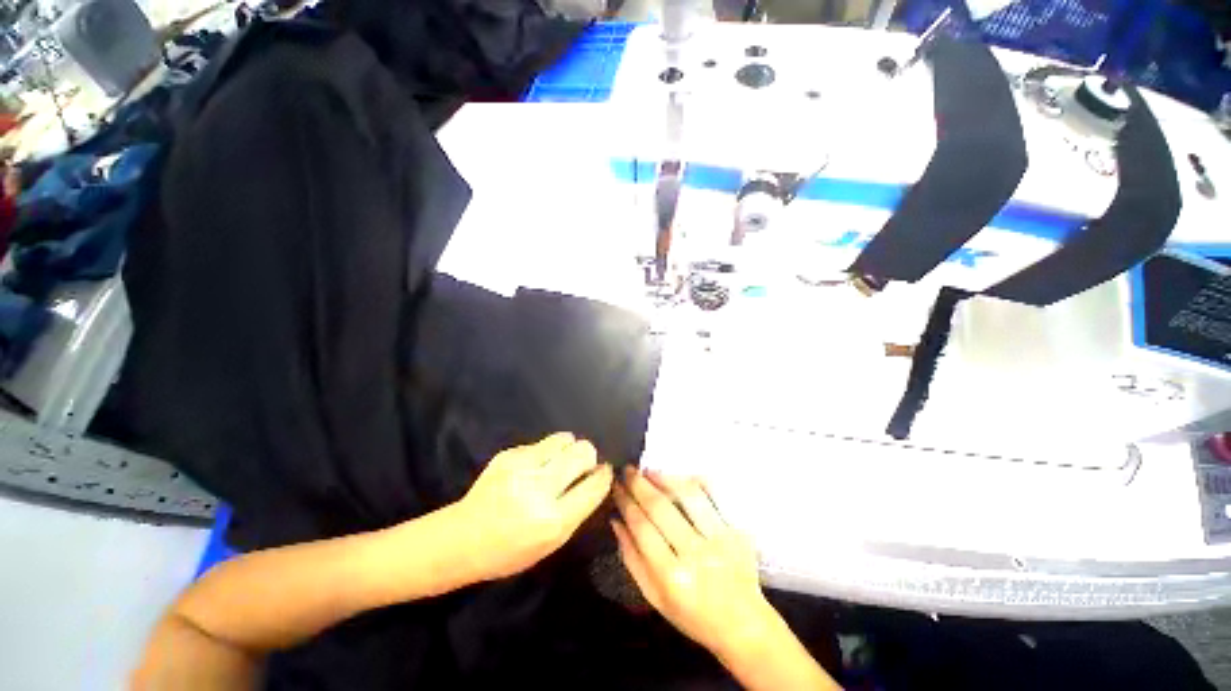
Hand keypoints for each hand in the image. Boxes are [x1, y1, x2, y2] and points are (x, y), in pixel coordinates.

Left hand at [456, 433, 612, 580]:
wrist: (462, 539)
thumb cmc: (510, 550)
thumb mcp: (551, 543)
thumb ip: (578, 509)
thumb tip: (597, 478)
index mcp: (553, 520)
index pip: (594, 485)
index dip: (604, 474)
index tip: (604, 471)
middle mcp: (539, 489)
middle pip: (583, 451)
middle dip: (588, 456)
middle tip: (581, 466)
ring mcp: (522, 467)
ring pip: (565, 439)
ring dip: (569, 448)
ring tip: (560, 461)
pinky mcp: (508, 454)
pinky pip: (542, 443)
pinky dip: (547, 452)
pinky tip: (534, 466)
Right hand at [611, 469, 777, 656]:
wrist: (742, 624)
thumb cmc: (692, 615)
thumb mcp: (654, 597)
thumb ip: (632, 559)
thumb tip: (616, 521)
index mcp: (671, 577)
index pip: (642, 527)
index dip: (626, 502)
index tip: (616, 487)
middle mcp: (695, 554)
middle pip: (660, 508)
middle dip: (639, 484)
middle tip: (628, 470)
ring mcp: (719, 539)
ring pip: (687, 496)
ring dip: (664, 478)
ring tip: (649, 470)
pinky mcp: (736, 530)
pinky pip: (714, 496)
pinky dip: (695, 481)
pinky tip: (680, 477)